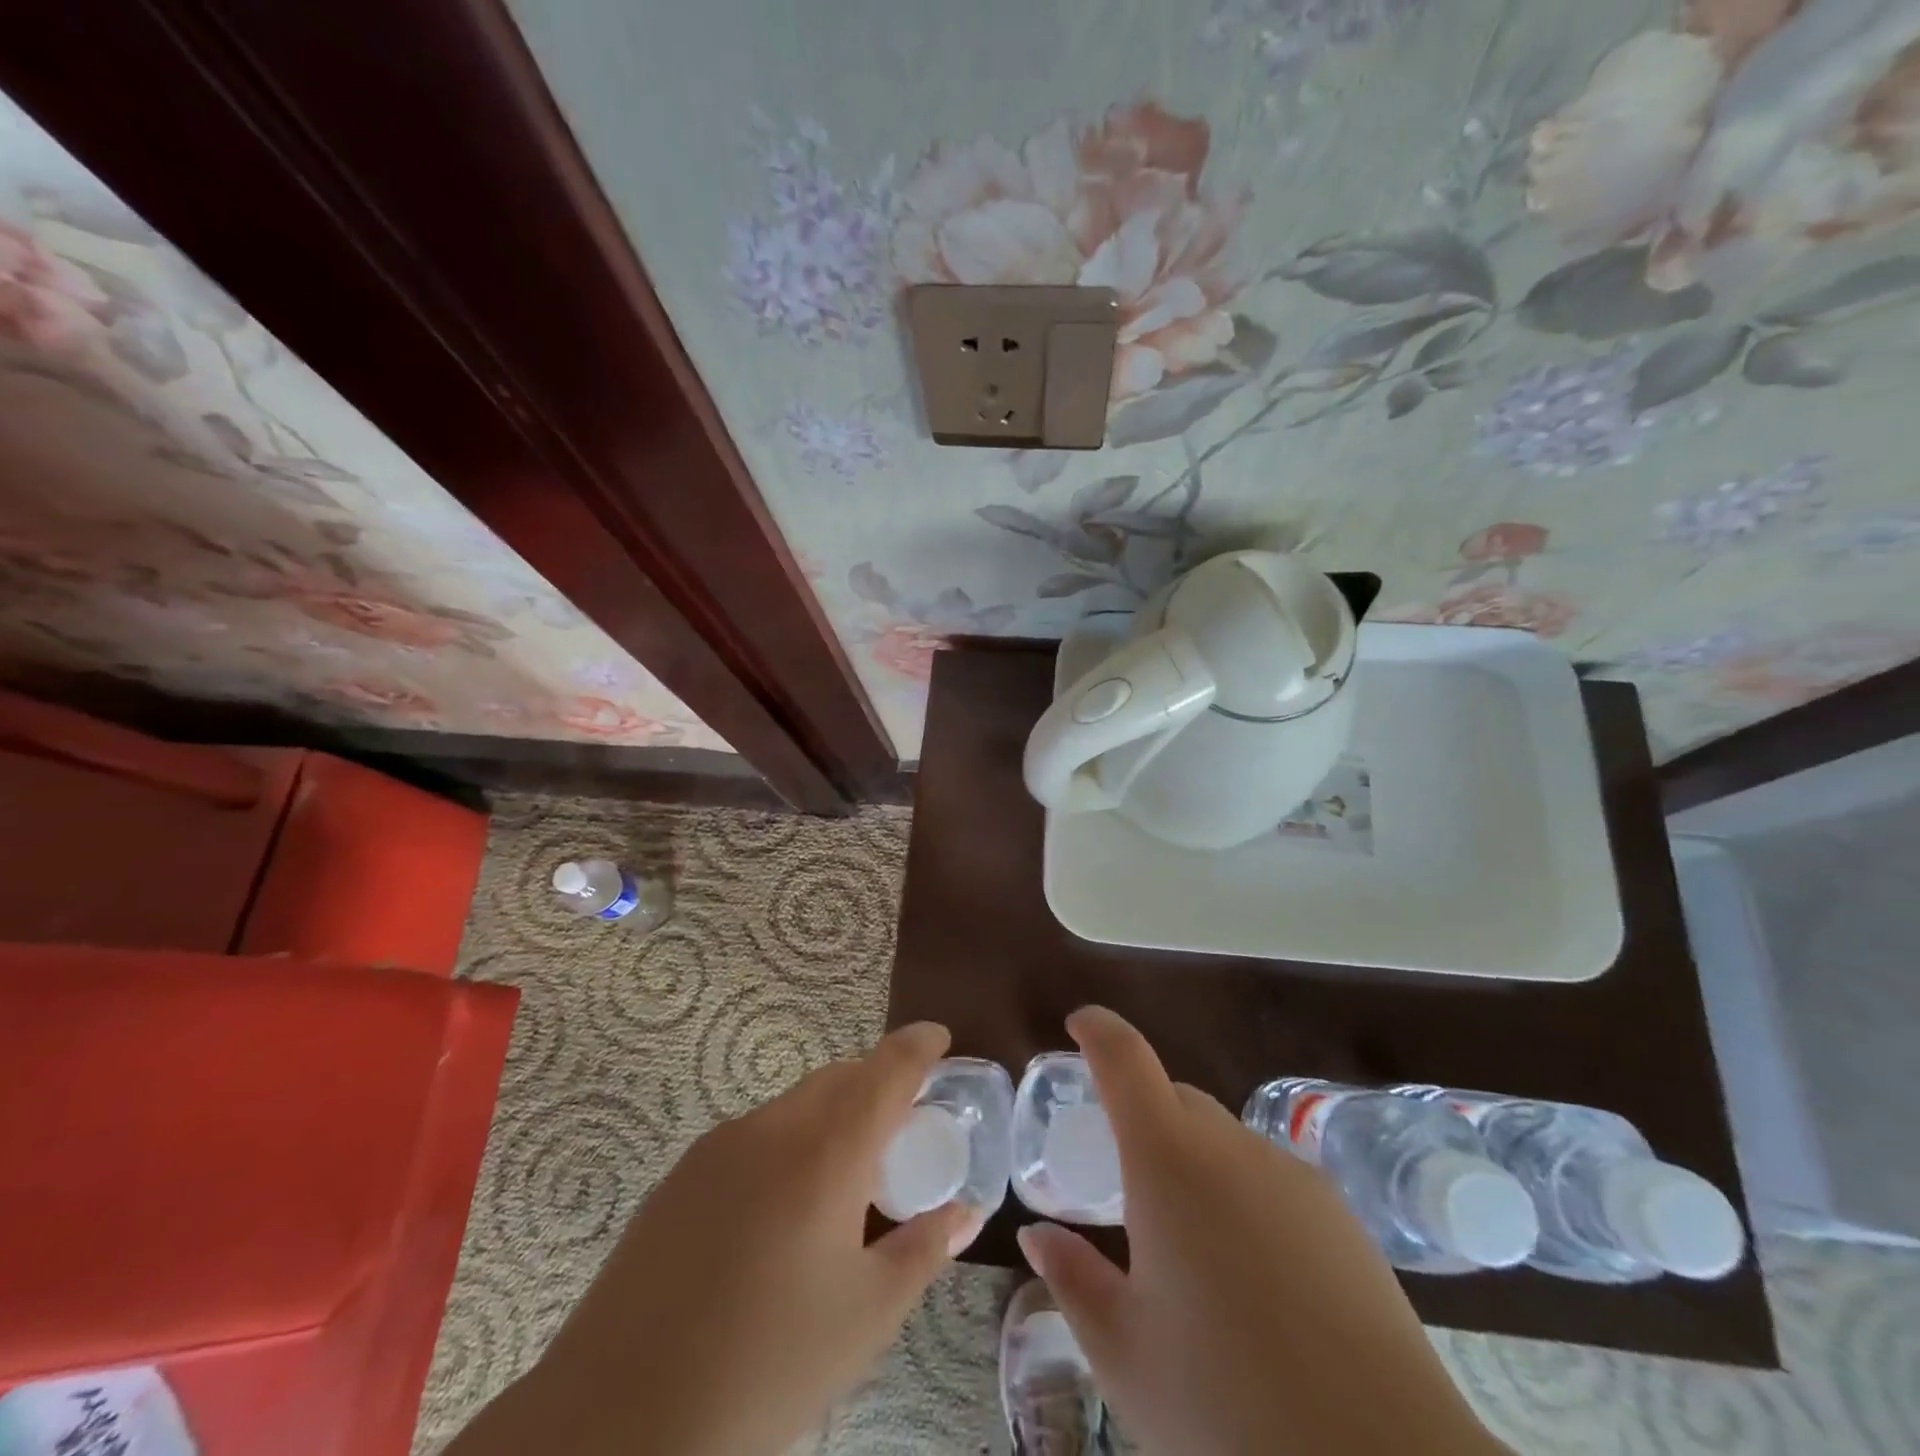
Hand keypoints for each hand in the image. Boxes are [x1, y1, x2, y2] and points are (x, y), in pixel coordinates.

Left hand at [447, 1022, 976, 1455]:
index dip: (919, 1045)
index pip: (886, 1070)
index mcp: (827, 1151)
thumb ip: (923, 1250)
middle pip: (840, 1078)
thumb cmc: (766, 1365)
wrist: (618, 1418)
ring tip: (847, 1179)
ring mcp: (721, 1145)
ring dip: (833, 1115)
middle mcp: (774, 1126)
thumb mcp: (866, 1317)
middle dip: (878, 1084)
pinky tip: (784, 1209)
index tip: (940, 1037)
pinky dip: (791, 1142)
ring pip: (797, 1103)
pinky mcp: (683, 1173)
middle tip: (904, 1128)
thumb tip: (966, 1211)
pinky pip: (757, 1132)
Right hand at [1018, 1008, 1509, 1455]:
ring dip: (1191, 1159)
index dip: (1097, 1030)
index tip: (1077, 1026)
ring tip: (1186, 1242)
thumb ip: (1073, 1280)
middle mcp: (1231, 1147)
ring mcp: (1293, 1175)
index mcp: (1168, 1161)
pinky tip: (1250, 1274)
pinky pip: (1268, 1175)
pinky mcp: (1341, 1215)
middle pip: (1175, 1097)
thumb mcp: (1126, 1355)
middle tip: (1120, 1177)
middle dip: (1140, 1113)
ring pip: (1223, 1137)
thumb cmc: (1229, 1408)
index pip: (1125, 1059)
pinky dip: (1239, 1192)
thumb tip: (1038, 1237)